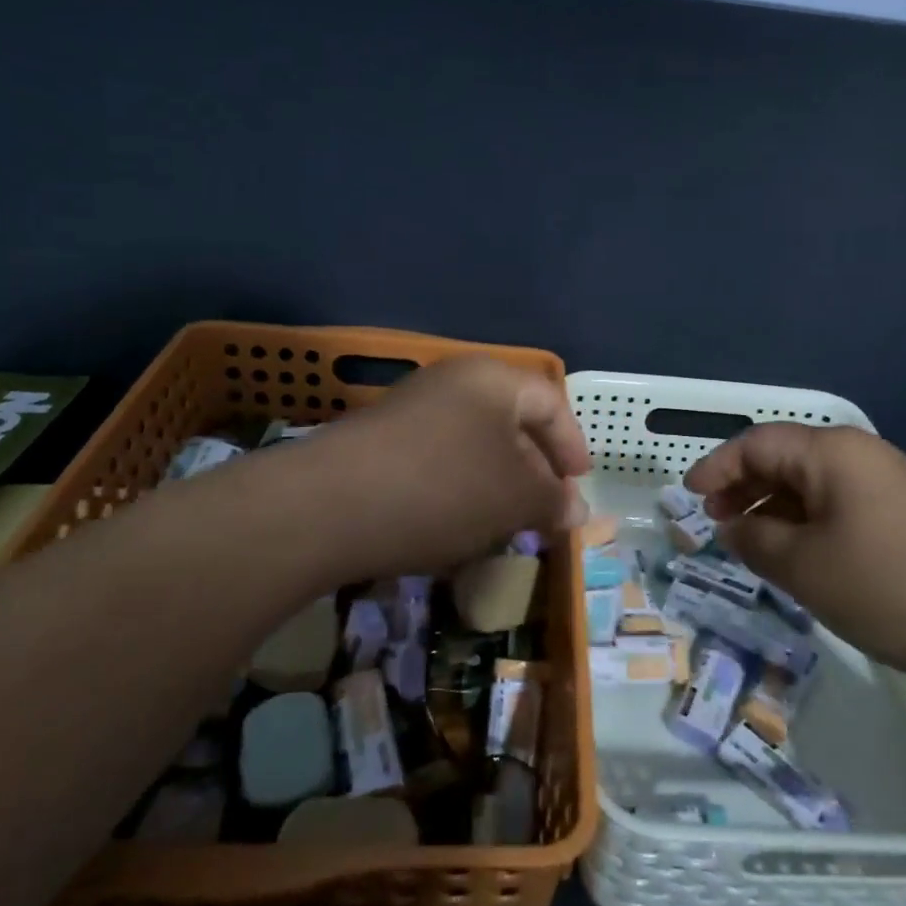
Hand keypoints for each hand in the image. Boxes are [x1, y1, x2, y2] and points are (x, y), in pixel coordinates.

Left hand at [302, 355, 590, 578]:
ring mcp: (409, 409)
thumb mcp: (515, 499)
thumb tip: (576, 511)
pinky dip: (457, 489)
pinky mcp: (378, 441)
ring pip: (472, 444)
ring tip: (503, 525)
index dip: (572, 446)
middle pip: (510, 421)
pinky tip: (453, 525)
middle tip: (544, 510)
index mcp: (492, 380)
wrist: (326, 507)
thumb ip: (553, 501)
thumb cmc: (443, 490)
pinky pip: (436, 459)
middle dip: (534, 469)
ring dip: (495, 483)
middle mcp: (451, 382)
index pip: (551, 403)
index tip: (578, 486)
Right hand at [684, 423, 905, 690]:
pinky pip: (840, 508)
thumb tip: (731, 526)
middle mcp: (860, 456)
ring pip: (812, 487)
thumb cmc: (890, 586)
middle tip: (714, 523)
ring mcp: (888, 486)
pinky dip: (807, 525)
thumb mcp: (804, 567)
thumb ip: (755, 540)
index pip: (756, 443)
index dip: (716, 467)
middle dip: (743, 488)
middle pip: (785, 459)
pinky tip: (799, 558)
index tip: (687, 497)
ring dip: (774, 510)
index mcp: (831, 452)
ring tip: (749, 545)